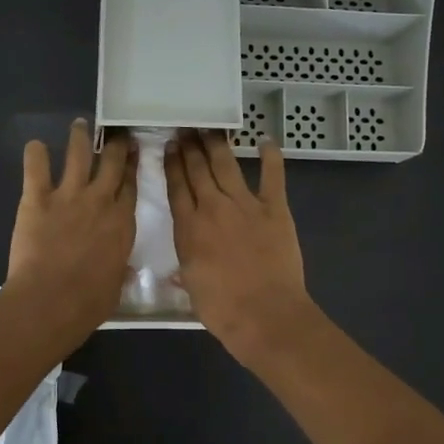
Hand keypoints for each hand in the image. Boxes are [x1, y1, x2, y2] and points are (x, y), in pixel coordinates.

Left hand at [4, 119, 136, 343]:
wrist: (52, 300)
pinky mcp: (38, 198)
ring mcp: (69, 196)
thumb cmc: (89, 302)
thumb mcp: (116, 285)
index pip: (130, 185)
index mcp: (122, 223)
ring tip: (79, 124)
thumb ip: (119, 269)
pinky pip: (37, 168)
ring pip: (78, 155)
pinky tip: (35, 145)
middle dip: (115, 144)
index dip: (132, 166)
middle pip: (112, 163)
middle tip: (115, 131)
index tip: (133, 151)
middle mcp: (100, 201)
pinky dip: (35, 154)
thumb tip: (123, 269)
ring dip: (80, 137)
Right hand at [165, 130, 318, 365]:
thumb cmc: (222, 309)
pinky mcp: (275, 209)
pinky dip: (270, 156)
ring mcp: (245, 205)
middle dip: (190, 147)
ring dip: (216, 144)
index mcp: (189, 228)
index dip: (172, 165)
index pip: (177, 187)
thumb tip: (177, 270)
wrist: (265, 314)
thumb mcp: (192, 288)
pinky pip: (272, 176)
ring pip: (226, 165)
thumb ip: (185, 269)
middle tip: (186, 129)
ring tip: (209, 129)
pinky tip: (266, 141)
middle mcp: (213, 208)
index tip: (169, 147)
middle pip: (197, 170)